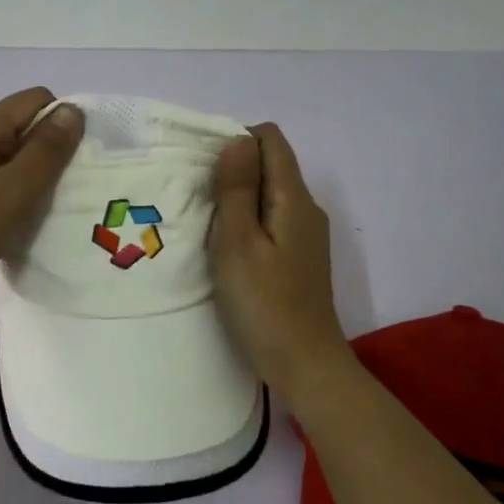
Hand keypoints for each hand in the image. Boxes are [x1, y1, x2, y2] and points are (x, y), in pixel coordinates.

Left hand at [0, 88, 84, 316]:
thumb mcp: (14, 190)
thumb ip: (46, 149)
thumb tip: (73, 110)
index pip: (36, 100)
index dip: (63, 123)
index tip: (74, 164)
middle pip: (21, 125)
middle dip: (48, 151)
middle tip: (61, 192)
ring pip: (6, 155)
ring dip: (29, 175)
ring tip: (39, 210)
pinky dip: (9, 191)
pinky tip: (12, 220)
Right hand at [209, 123, 353, 394]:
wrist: (304, 364)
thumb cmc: (264, 303)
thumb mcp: (238, 243)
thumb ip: (237, 190)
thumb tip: (236, 141)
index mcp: (294, 198)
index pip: (270, 139)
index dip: (235, 142)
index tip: (204, 170)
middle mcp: (306, 208)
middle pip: (270, 165)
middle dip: (232, 171)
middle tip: (197, 200)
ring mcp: (305, 234)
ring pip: (268, 194)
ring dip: (237, 199)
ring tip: (206, 225)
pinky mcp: (298, 257)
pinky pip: (271, 220)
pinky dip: (247, 222)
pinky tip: (226, 249)